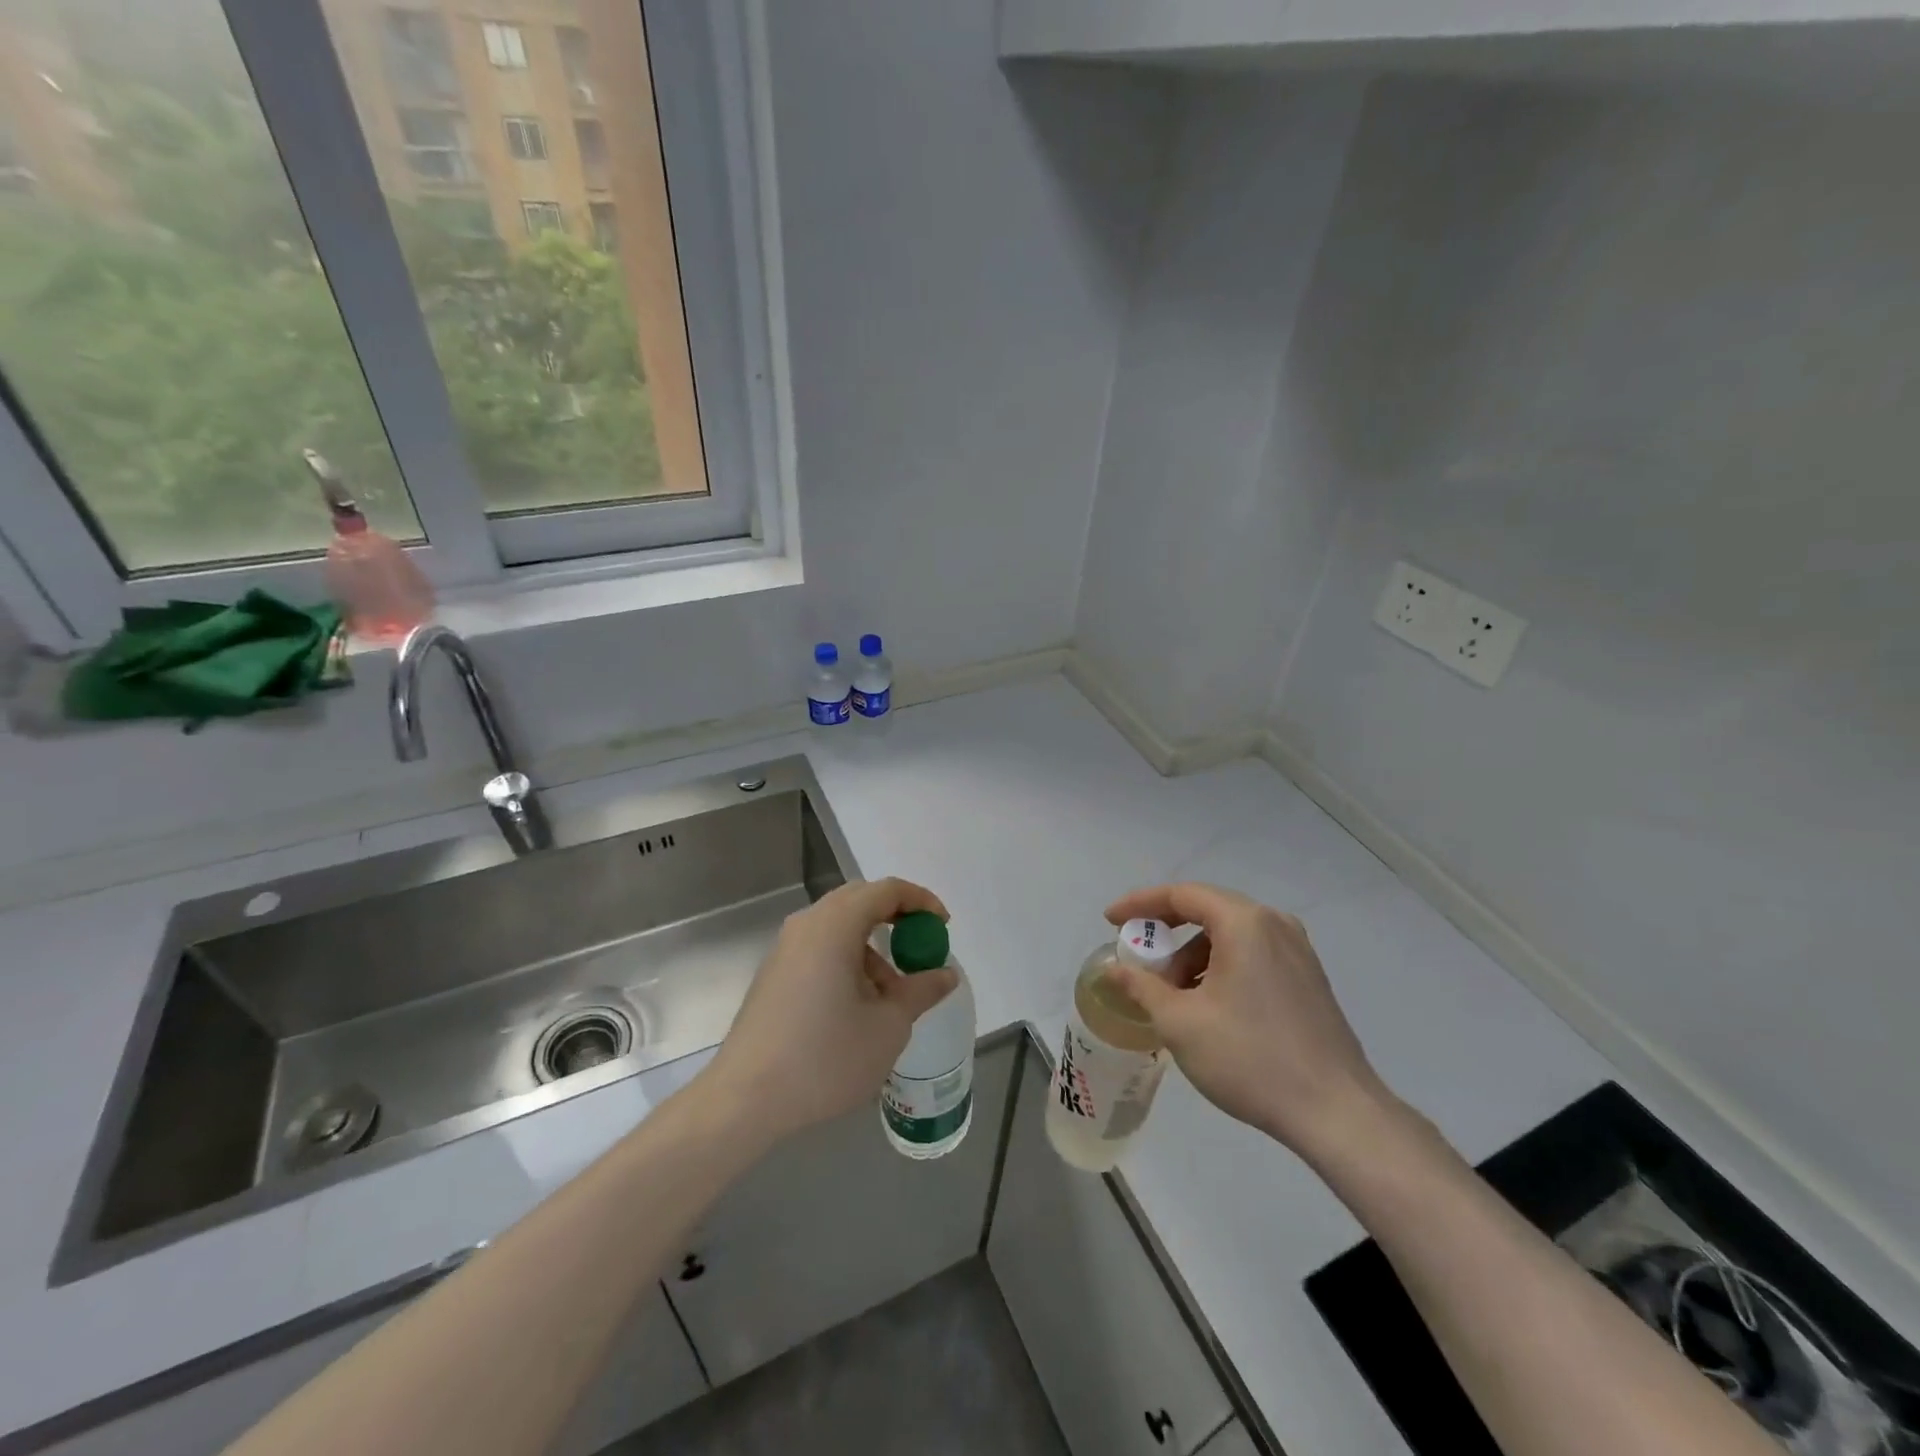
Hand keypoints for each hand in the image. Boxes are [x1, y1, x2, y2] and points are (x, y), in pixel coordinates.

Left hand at [702, 877, 957, 1146]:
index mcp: (834, 926)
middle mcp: (807, 925)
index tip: (942, 927)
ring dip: (872, 945)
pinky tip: (858, 1005)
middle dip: (896, 918)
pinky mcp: (774, 974)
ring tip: (891, 992)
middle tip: (921, 946)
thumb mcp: (888, 1026)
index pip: (885, 890)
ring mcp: (785, 949)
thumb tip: (946, 974)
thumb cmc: (824, 1058)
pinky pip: (820, 948)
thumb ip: (921, 991)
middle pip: (859, 900)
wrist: (745, 1099)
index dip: (920, 901)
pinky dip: (848, 960)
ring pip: (838, 926)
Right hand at [1103, 883, 1395, 1158]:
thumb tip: (1115, 969)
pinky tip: (1209, 1005)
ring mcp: (1298, 950)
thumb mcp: (1180, 1022)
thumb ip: (1141, 987)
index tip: (1110, 921)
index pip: (1181, 895)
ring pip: (1230, 935)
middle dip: (1166, 933)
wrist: (1336, 1113)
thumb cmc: (1250, 1058)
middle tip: (1139, 958)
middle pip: (1207, 910)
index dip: (1140, 904)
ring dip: (1194, 955)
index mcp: (1245, 922)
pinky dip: (1221, 967)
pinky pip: (1253, 954)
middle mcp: (1275, 924)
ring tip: (1173, 995)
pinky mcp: (1309, 978)